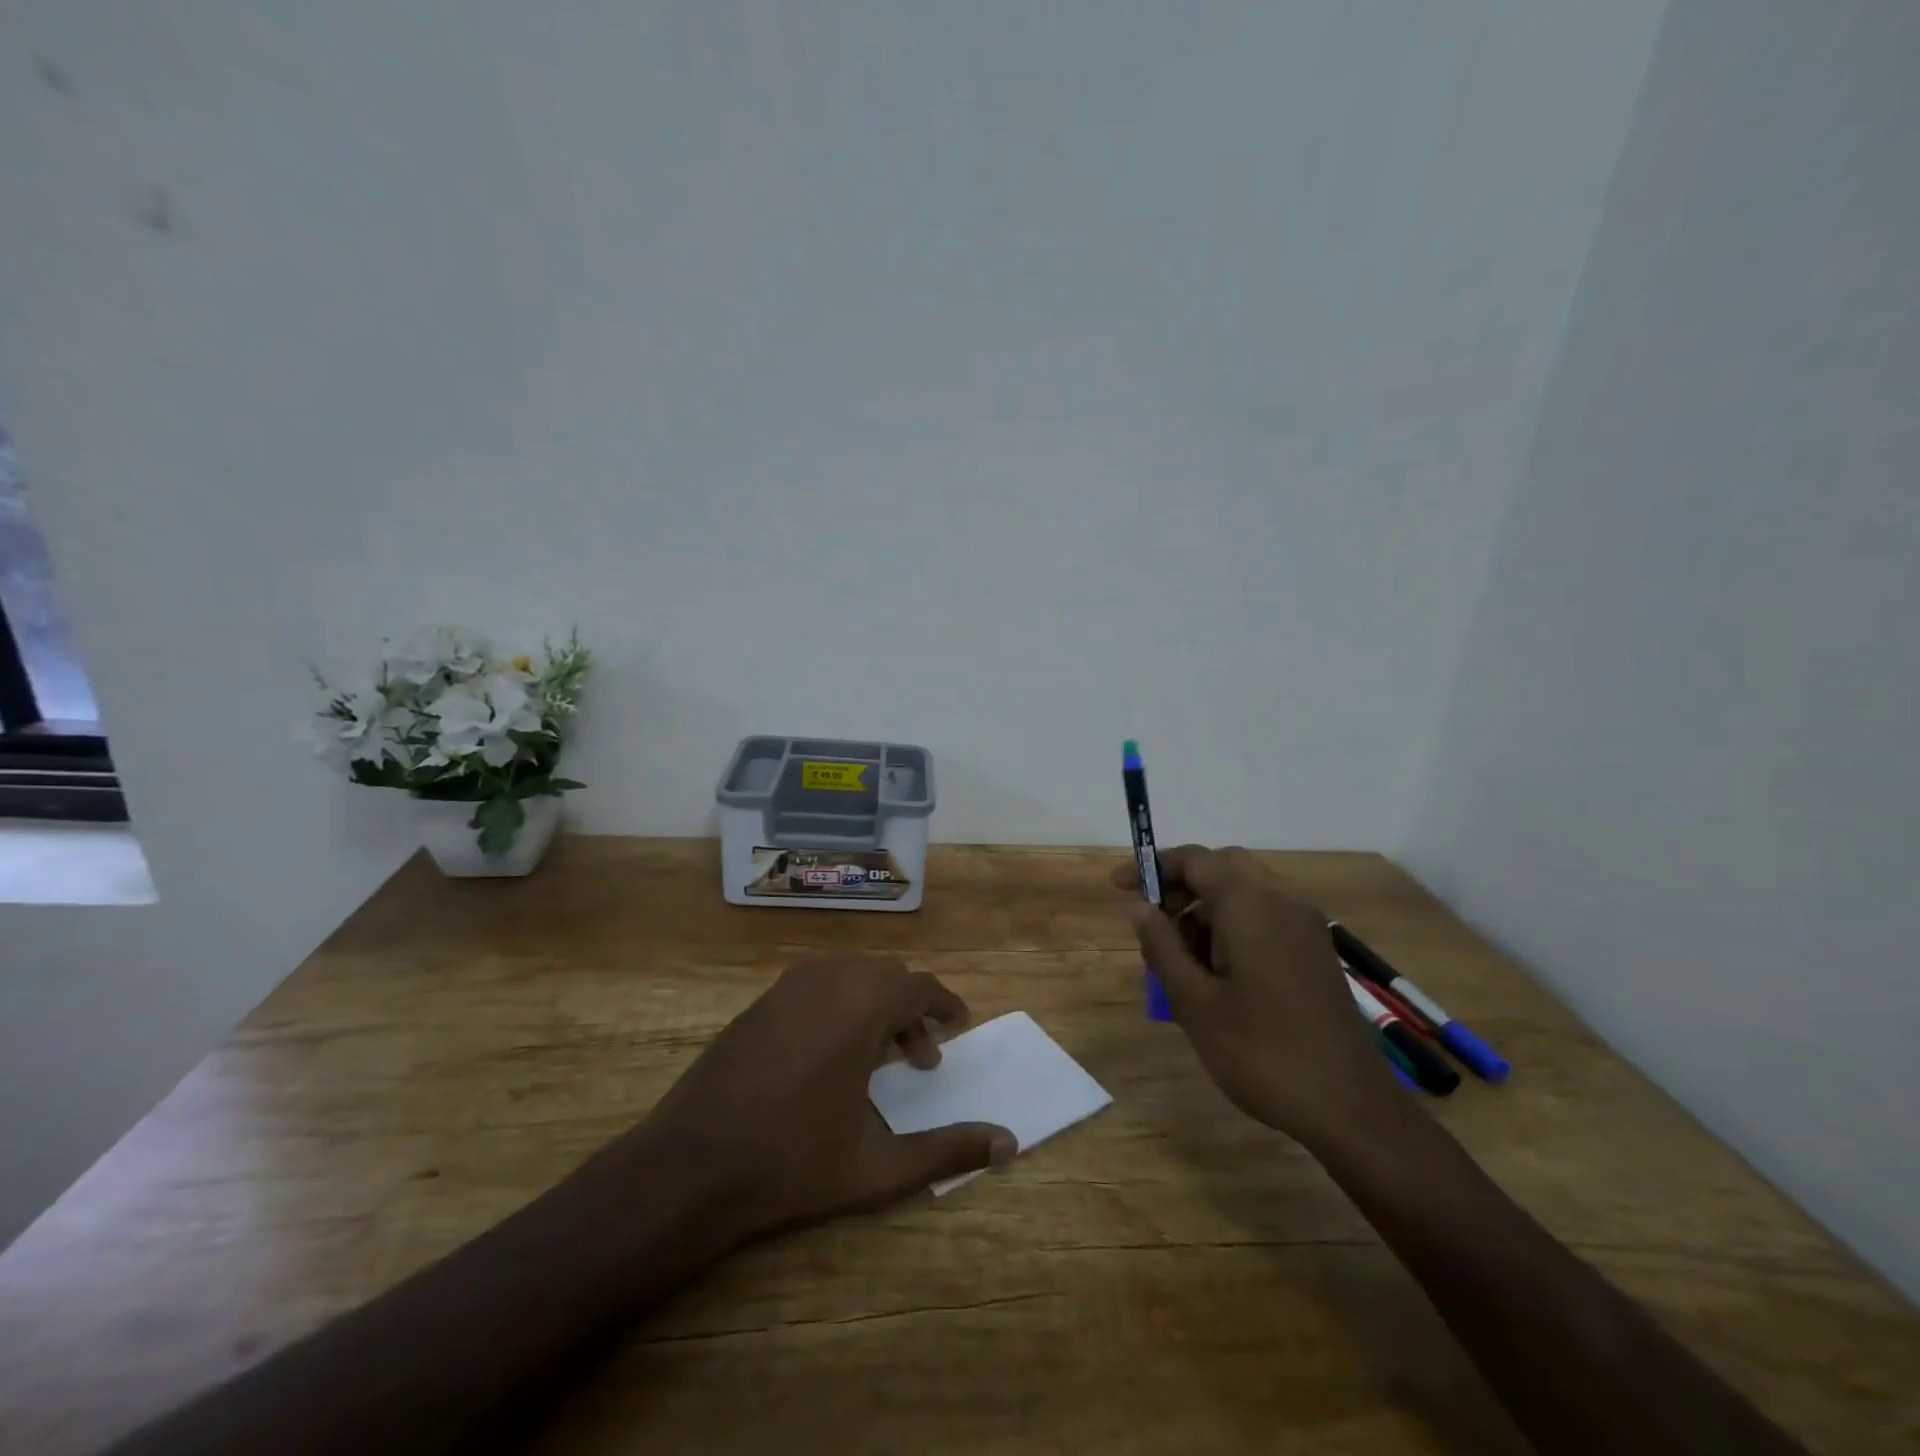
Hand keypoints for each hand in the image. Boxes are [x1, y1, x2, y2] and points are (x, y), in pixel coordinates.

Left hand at [601, 955, 1015, 1242]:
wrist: (690, 1166)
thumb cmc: (792, 1163)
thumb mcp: (878, 1166)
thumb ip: (947, 1150)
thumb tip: (1009, 1144)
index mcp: (862, 1006)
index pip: (919, 986)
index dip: (944, 1004)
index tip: (958, 1025)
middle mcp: (828, 980)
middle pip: (887, 975)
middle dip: (910, 1010)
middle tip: (919, 1060)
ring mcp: (787, 986)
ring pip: (850, 974)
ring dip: (875, 1004)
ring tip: (875, 1057)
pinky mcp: (759, 1001)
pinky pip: (817, 983)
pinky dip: (840, 1002)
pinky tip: (829, 1054)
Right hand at [1112, 845, 1400, 1146]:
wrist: (1350, 1108)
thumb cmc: (1261, 1052)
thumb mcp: (1194, 1002)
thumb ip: (1163, 946)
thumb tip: (1139, 906)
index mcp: (1250, 904)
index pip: (1194, 860)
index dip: (1152, 867)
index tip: (1119, 887)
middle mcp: (1281, 901)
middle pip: (1222, 868)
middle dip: (1182, 887)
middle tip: (1154, 925)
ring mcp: (1304, 926)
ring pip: (1245, 893)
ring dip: (1206, 911)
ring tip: (1180, 964)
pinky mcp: (1315, 952)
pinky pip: (1266, 918)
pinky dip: (1233, 928)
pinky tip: (1217, 977)